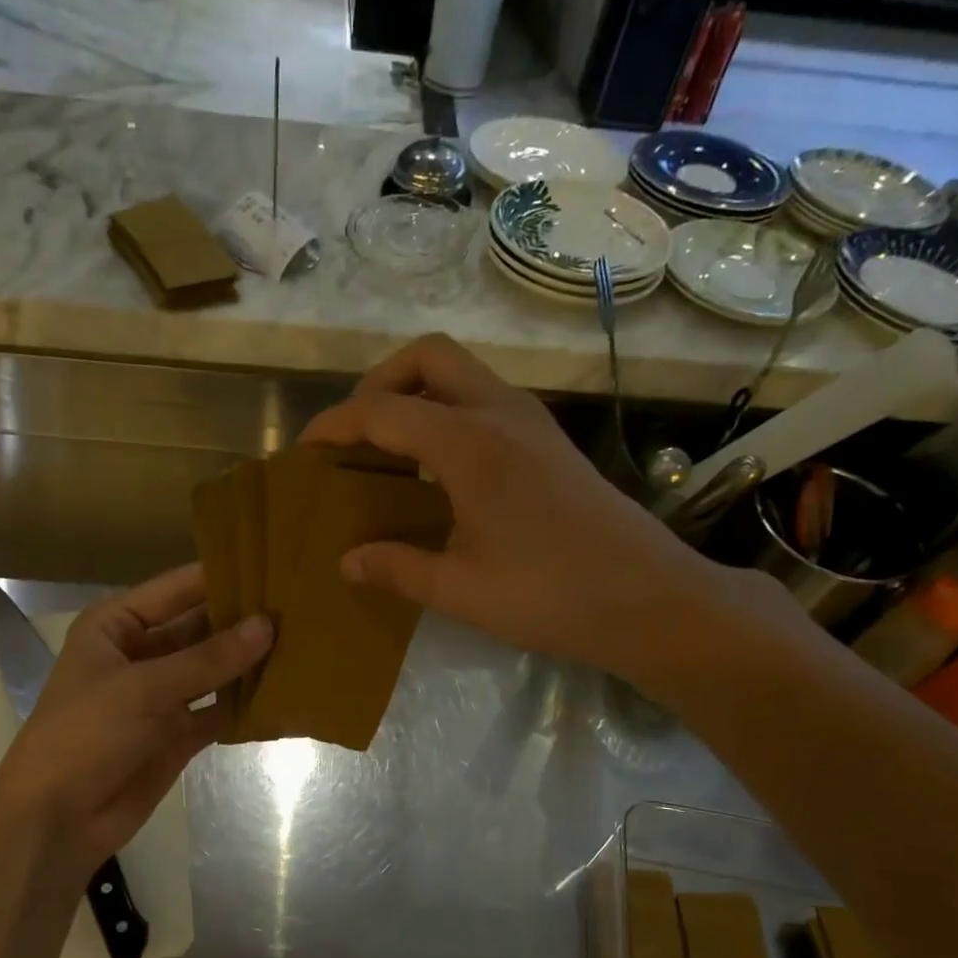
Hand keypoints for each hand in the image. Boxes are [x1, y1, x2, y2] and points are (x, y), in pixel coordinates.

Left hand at [0, 565, 270, 884]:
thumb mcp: (143, 689)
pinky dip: (244, 704)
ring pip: (213, 670)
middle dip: (243, 621)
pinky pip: (218, 710)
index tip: (275, 565)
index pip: (178, 589)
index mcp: (117, 626)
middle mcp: (141, 653)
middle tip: (301, 607)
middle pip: (200, 628)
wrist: (56, 821)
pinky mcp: (178, 733)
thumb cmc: (85, 736)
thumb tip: (268, 625)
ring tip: (304, 642)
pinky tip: (286, 691)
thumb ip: (208, 659)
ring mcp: (162, 695)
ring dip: (248, 662)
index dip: (222, 576)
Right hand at [301, 335, 753, 687]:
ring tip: (389, 448)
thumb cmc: (551, 596)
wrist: (650, 600)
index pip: (384, 411)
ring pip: (462, 374)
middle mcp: (501, 413)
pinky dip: (449, 412)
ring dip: (418, 394)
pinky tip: (440, 469)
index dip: (337, 425)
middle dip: (380, 382)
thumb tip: (348, 561)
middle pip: (428, 358)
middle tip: (356, 434)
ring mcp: (533, 422)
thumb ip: (397, 568)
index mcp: (470, 444)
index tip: (306, 449)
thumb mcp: (461, 590)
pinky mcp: (551, 441)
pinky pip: (486, 399)